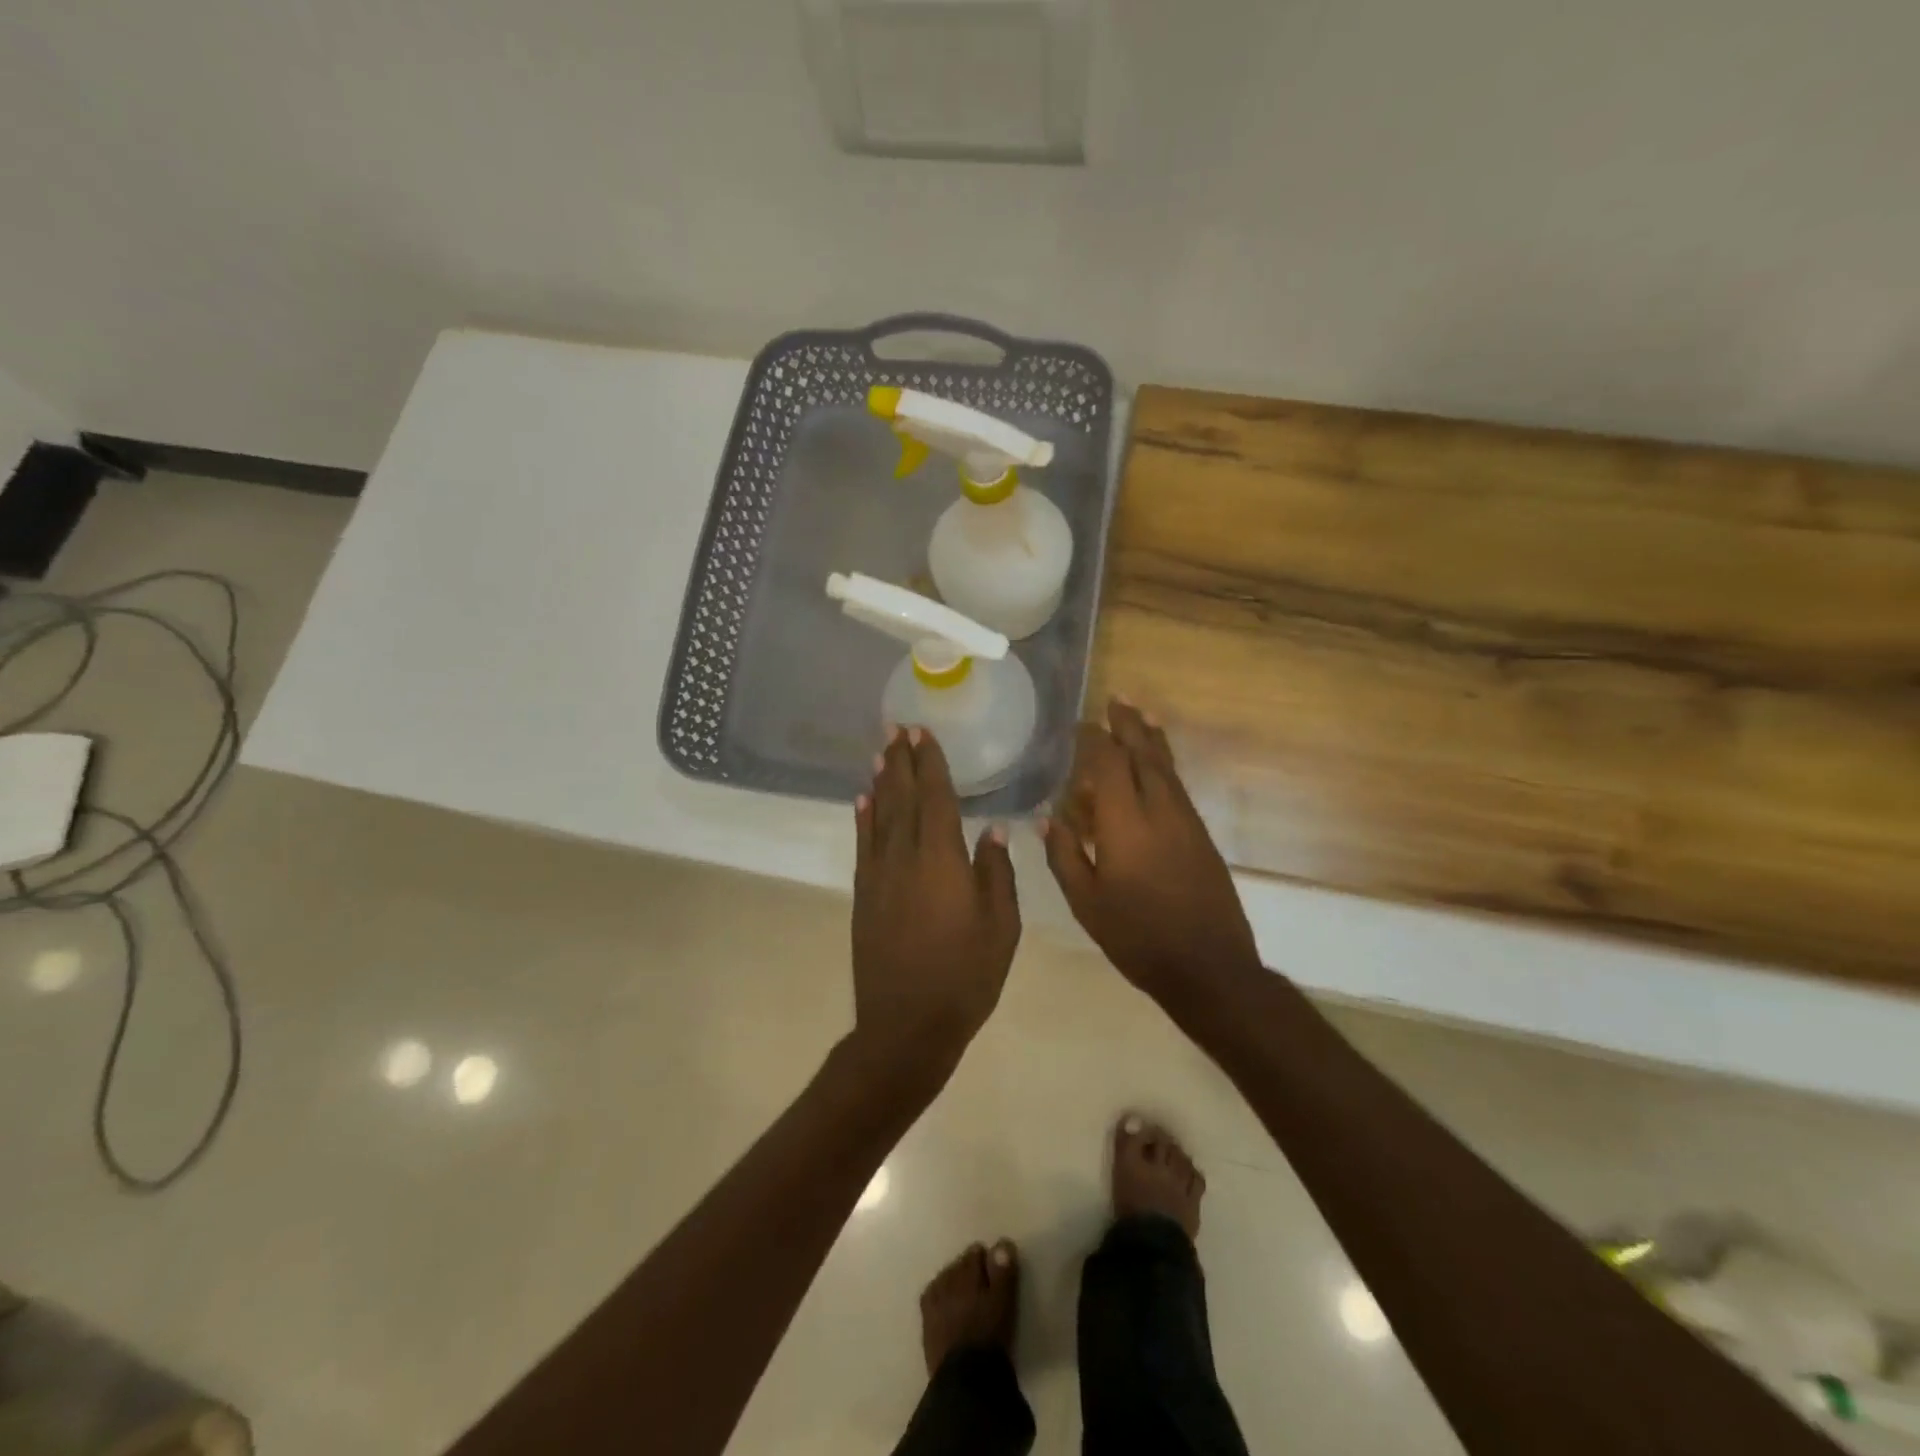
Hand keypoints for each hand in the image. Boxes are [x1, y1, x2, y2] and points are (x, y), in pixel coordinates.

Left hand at [851, 727, 1020, 1079]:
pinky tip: (863, 801)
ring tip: (881, 753)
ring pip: (879, 815)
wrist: (906, 1024)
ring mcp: (879, 875)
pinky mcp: (864, 894)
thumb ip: (996, 873)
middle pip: (902, 797)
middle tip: (897, 728)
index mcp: (942, 859)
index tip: (922, 733)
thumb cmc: (965, 976)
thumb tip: (994, 830)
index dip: (929, 763)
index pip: (935, 797)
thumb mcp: (1001, 926)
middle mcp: (905, 856)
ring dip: (881, 781)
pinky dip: (863, 818)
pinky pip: (864, 844)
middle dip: (902, 761)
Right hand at [1043, 699, 1260, 1005]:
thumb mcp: (1086, 902)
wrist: (1209, 967)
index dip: (1093, 739)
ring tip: (1139, 714)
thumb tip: (1046, 819)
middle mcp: (1160, 809)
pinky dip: (1164, 764)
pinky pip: (1177, 785)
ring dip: (1151, 737)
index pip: (1109, 763)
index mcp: (1126, 822)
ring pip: (1167, 766)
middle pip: (1144, 753)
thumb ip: (1063, 855)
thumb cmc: (1137, 937)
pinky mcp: (1201, 835)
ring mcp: (1186, 820)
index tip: (1079, 724)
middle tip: (1116, 699)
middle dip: (1128, 724)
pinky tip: (1157, 764)